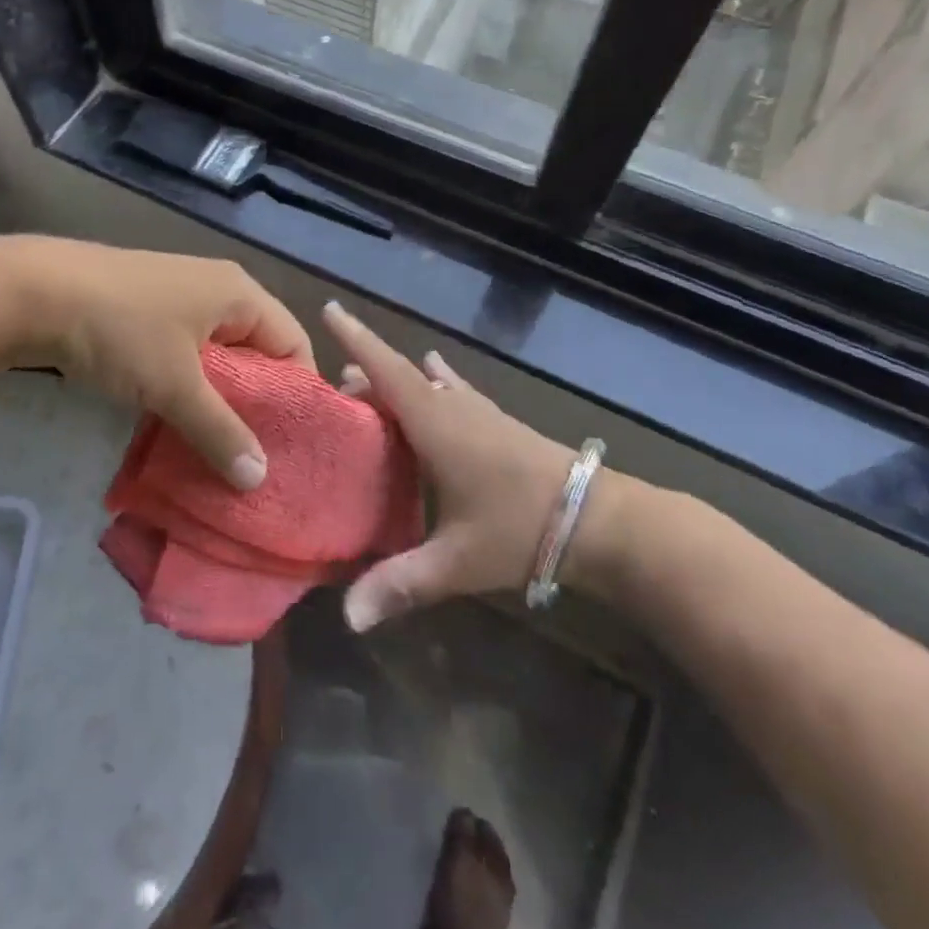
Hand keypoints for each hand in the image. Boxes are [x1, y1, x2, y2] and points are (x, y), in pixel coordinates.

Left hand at [10, 238, 313, 488]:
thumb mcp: (175, 384)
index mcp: (240, 294)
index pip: (294, 343)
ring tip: (223, 451)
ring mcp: (180, 301)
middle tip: (260, 456)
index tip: (295, 443)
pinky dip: (189, 390)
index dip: (300, 392)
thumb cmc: (122, 329)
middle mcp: (218, 291)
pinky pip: (187, 357)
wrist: (34, 293)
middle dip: (260, 403)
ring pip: (219, 358)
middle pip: (259, 352)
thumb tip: (259, 479)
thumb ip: (220, 431)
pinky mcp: (148, 315)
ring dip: (221, 401)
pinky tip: (181, 426)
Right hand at [324, 300, 581, 630]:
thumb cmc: (521, 527)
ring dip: (394, 381)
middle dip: (363, 376)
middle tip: (331, 396)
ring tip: (364, 392)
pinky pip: (452, 390)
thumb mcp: (457, 561)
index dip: (356, 339)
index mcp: (435, 423)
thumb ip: (401, 584)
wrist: (598, 518)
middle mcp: (452, 406)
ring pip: (424, 383)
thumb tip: (349, 620)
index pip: (386, 370)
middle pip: (398, 377)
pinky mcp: (495, 422)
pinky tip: (434, 372)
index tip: (330, 308)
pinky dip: (431, 382)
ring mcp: (478, 411)